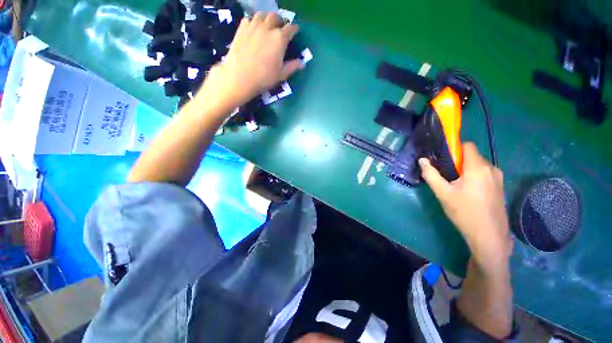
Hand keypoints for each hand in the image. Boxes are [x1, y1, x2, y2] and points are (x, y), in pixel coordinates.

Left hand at [197, 12, 302, 109]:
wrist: (240, 76)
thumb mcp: (281, 75)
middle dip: (280, 21)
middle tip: (280, 27)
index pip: (290, 28)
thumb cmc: (264, 78)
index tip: (295, 31)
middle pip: (275, 17)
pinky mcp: (241, 28)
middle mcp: (267, 27)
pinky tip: (254, 28)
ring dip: (267, 18)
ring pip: (262, 14)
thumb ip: (292, 67)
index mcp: (280, 38)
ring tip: (267, 25)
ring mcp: (253, 26)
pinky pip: (249, 19)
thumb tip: (302, 63)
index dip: (294, 29)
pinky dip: (253, 21)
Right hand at [419, 142, 511, 273]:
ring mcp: (498, 178)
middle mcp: (491, 169)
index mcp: (478, 167)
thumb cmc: (464, 212)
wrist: (489, 237)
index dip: (454, 148)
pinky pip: (484, 174)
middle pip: (472, 156)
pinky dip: (474, 177)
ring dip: (466, 170)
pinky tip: (467, 193)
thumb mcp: (442, 193)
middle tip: (446, 176)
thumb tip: (422, 160)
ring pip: (478, 166)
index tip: (443, 159)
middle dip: (458, 162)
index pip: (467, 146)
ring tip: (455, 186)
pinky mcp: (500, 187)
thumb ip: (431, 174)